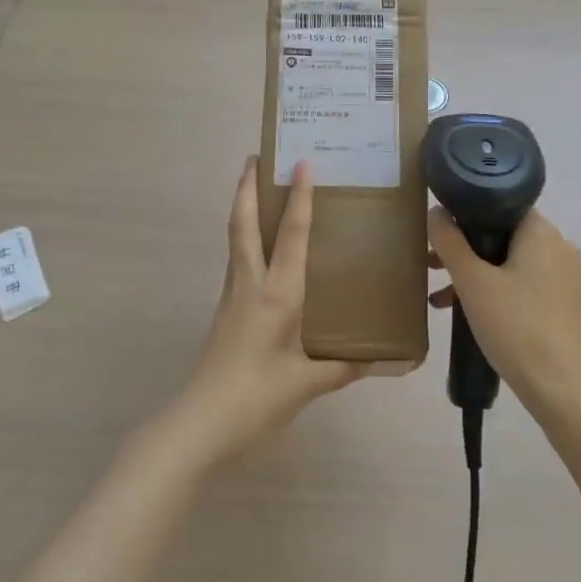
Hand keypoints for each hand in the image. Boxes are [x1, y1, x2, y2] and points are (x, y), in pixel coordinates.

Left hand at [173, 157, 367, 461]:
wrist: (200, 424)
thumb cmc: (256, 398)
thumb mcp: (308, 384)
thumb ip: (345, 366)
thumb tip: (380, 357)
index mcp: (276, 295)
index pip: (289, 236)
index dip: (298, 199)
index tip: (301, 164)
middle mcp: (250, 285)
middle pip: (243, 224)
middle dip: (247, 188)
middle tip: (256, 157)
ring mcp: (233, 297)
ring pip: (236, 240)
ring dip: (244, 209)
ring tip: (257, 188)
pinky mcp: (227, 311)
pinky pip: (239, 261)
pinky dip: (247, 238)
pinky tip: (263, 249)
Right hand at [428, 208, 580, 419]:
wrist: (562, 387)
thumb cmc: (515, 325)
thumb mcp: (472, 282)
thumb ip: (450, 242)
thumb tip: (437, 211)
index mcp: (542, 232)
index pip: (501, 205)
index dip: (466, 214)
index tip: (439, 233)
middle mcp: (561, 247)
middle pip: (504, 236)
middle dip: (465, 251)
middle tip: (432, 267)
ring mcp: (567, 278)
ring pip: (512, 264)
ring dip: (477, 276)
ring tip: (442, 300)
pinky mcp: (567, 306)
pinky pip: (526, 286)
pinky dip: (499, 293)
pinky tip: (473, 316)